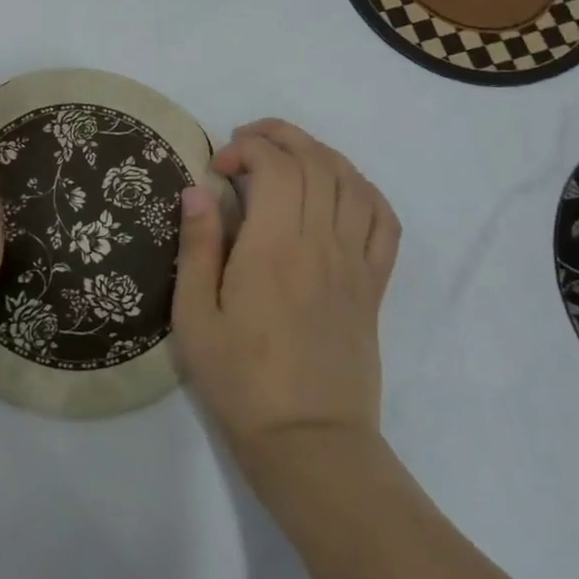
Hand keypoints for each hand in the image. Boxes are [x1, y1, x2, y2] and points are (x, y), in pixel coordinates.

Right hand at [172, 118, 399, 477]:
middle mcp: (321, 244)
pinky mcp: (374, 284)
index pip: (275, 166)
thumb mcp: (194, 317)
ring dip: (319, 153)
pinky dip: (363, 189)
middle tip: (246, 143)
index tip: (217, 167)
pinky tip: (337, 189)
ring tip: (287, 156)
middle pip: (315, 161)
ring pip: (351, 181)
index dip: (246, 148)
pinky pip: (383, 220)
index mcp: (274, 249)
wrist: (309, 443)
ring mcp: (355, 263)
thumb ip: (197, 247)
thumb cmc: (241, 381)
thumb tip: (196, 189)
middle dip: (279, 136)